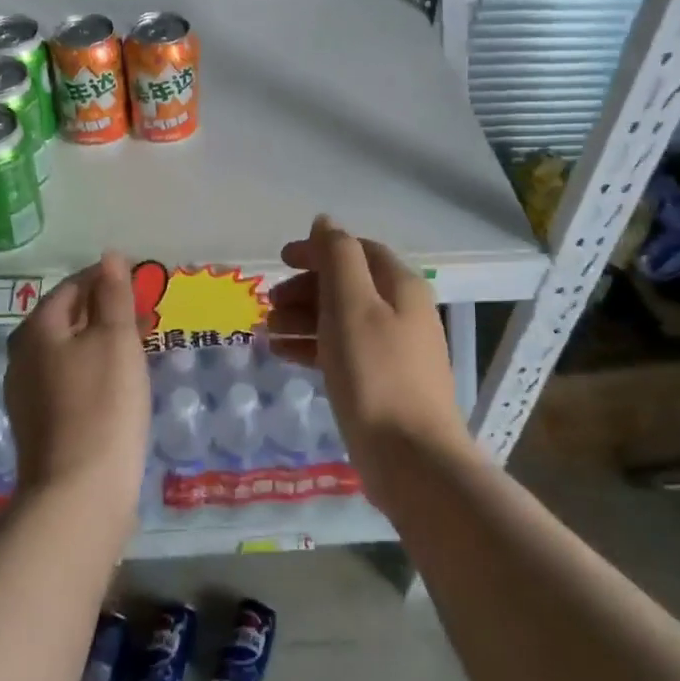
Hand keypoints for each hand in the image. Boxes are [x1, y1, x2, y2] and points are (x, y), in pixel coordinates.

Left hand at [4, 252, 150, 517]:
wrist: (78, 492)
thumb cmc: (103, 404)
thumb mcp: (115, 340)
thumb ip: (114, 295)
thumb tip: (109, 256)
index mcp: (37, 328)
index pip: (74, 286)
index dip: (107, 279)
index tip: (141, 284)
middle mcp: (22, 355)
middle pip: (67, 318)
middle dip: (104, 310)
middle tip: (144, 315)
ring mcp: (26, 392)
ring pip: (67, 350)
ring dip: (100, 341)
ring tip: (137, 346)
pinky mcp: (38, 423)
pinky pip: (67, 379)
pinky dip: (92, 369)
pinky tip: (116, 383)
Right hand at [266, 216, 472, 499]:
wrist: (411, 458)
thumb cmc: (376, 373)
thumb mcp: (351, 304)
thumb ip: (337, 257)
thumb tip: (326, 221)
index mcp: (400, 286)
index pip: (356, 251)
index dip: (317, 250)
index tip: (279, 262)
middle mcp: (402, 311)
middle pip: (348, 284)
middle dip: (306, 288)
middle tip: (269, 305)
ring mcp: (394, 349)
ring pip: (342, 319)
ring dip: (304, 317)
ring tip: (268, 331)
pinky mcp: (382, 382)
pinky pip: (343, 350)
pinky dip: (313, 346)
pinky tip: (284, 354)